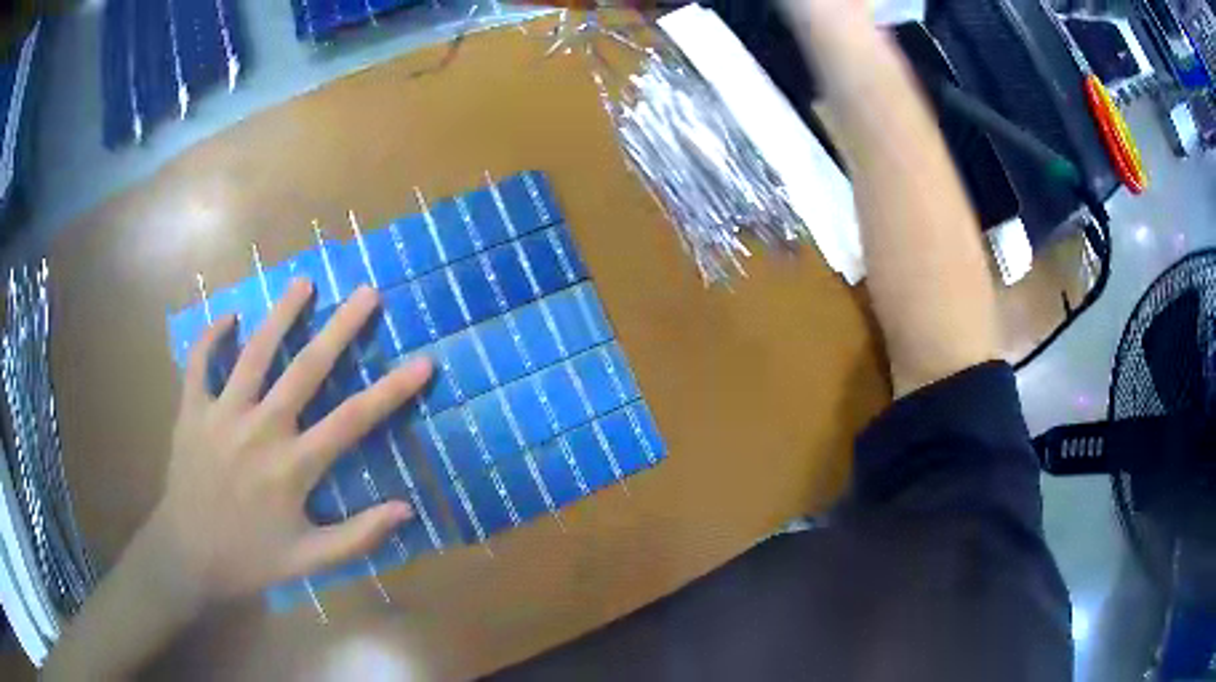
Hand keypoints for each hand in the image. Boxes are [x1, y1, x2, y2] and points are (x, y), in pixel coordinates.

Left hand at [144, 279, 432, 604]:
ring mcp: (222, 415)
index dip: (392, 390)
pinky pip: (200, 364)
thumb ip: (358, 536)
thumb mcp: (310, 561)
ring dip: (280, 315)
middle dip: (340, 328)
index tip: (423, 362)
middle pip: (306, 369)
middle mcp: (260, 430)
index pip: (353, 420)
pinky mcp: (192, 411)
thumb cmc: (252, 558)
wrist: (188, 557)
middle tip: (366, 293)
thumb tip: (406, 509)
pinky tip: (228, 316)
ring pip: (254, 353)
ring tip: (303, 282)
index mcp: (292, 467)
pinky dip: (211, 337)